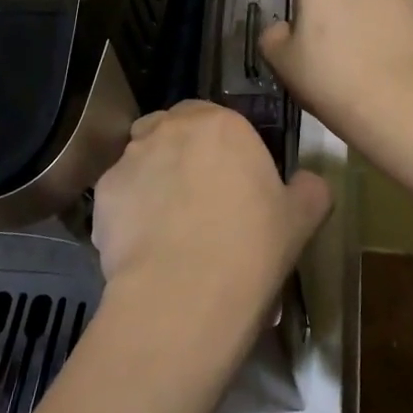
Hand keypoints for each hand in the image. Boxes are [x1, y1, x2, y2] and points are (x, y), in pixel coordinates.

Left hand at [92, 101, 331, 333]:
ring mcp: (131, 158)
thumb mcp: (302, 218)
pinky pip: (119, 193)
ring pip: (142, 157)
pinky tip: (144, 244)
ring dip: (154, 176)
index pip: (214, 116)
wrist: (183, 295)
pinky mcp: (103, 193)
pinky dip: (129, 209)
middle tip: (198, 195)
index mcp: (222, 124)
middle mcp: (171, 129)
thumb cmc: (251, 248)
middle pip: (172, 128)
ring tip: (167, 222)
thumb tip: (308, 182)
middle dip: (182, 151)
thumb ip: (309, 188)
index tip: (230, 177)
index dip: (220, 145)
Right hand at [258, 0, 412, 157]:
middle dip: (342, 18)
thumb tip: (283, 30)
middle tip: (341, 60)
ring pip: (378, 7)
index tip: (312, 52)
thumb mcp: (281, 64)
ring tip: (372, 68)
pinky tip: (397, 69)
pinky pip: (405, 23)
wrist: (398, 103)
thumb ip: (273, 37)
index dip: (308, 22)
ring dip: (372, 26)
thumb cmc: (330, 79)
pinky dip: (400, 39)